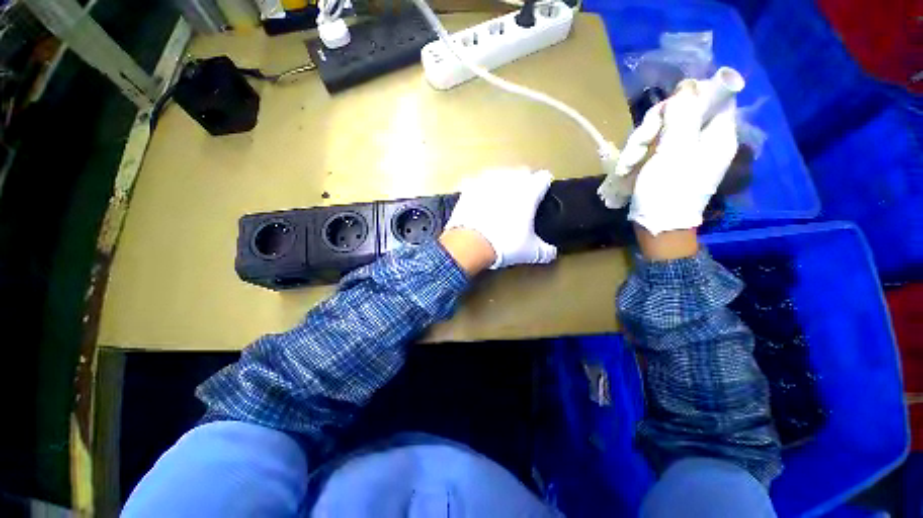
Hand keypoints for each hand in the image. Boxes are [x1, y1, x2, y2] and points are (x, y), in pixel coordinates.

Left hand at [443, 168, 557, 269]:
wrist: (471, 244)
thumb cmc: (505, 245)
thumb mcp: (531, 252)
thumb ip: (545, 250)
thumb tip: (551, 252)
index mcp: (529, 191)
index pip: (543, 178)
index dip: (544, 187)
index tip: (541, 196)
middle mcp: (509, 180)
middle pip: (522, 172)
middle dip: (523, 183)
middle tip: (520, 200)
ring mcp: (487, 181)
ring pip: (499, 173)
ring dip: (502, 182)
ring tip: (499, 198)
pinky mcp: (469, 187)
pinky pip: (477, 181)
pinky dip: (480, 188)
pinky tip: (480, 198)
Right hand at [620, 82, 738, 234]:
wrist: (657, 226)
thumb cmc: (668, 190)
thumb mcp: (675, 151)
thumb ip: (683, 116)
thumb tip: (687, 86)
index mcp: (717, 134)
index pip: (714, 97)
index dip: (689, 96)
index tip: (665, 112)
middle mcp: (704, 139)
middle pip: (682, 113)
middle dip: (653, 127)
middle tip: (638, 145)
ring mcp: (684, 152)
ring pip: (662, 130)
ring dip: (640, 144)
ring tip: (626, 166)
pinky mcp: (667, 163)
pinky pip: (654, 147)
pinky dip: (639, 156)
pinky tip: (627, 169)